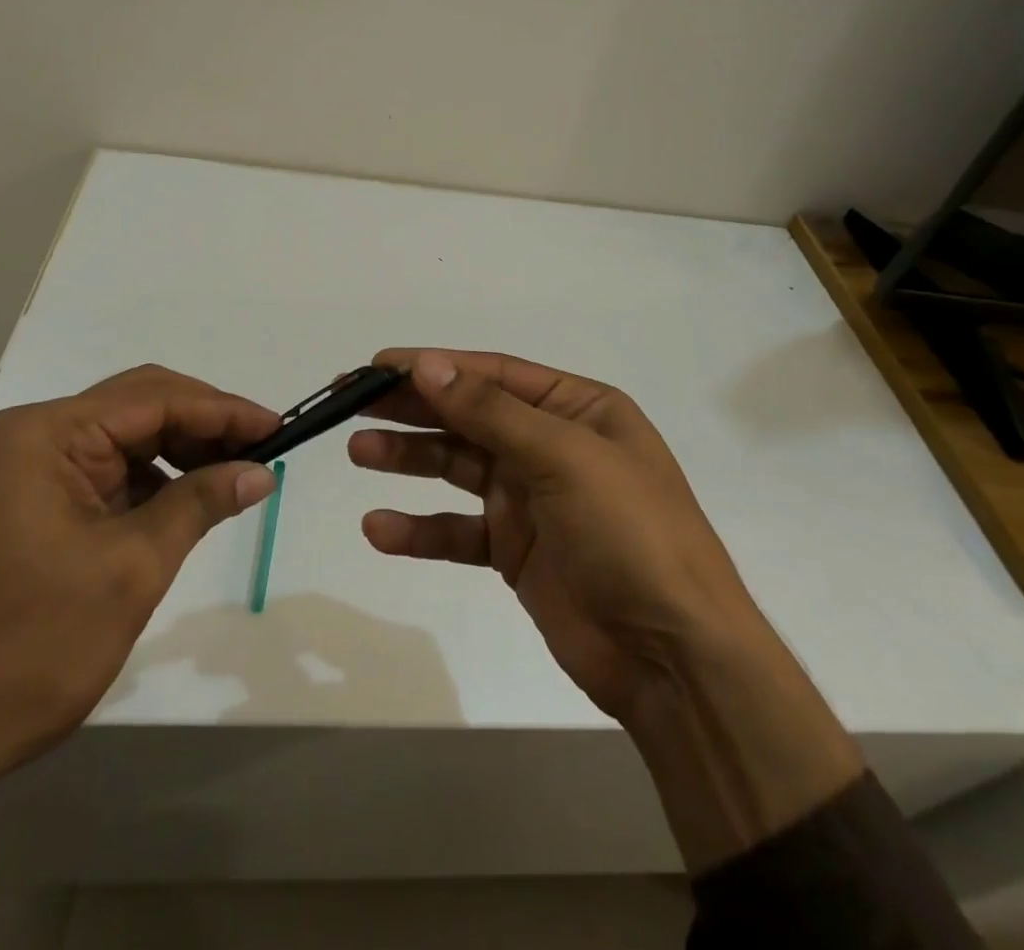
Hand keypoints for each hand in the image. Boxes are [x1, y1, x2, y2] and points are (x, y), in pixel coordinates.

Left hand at [0, 365, 278, 943]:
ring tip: (235, 473)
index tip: (279, 427)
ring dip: (181, 451)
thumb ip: (200, 503)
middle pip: (138, 407)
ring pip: (125, 439)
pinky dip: (151, 481)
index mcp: (46, 435)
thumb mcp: (130, 569)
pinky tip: (186, 500)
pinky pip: (105, 474)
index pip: (154, 399)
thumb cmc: (28, 648)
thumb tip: (261, 470)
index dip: (223, 410)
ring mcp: (27, 472)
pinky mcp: (31, 506)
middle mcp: (33, 438)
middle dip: (205, 424)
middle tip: (264, 448)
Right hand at [351, 349, 861, 868]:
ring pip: (457, 467)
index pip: (494, 373)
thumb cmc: (630, 533)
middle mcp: (552, 445)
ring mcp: (532, 499)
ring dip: (408, 458)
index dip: (435, 366)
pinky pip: (458, 530)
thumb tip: (429, 365)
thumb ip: (491, 412)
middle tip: (350, 401)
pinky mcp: (515, 551)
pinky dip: (420, 529)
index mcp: (577, 409)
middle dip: (412, 407)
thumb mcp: (565, 457)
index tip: (377, 366)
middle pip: (469, 415)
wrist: (673, 656)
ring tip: (356, 451)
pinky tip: (379, 529)